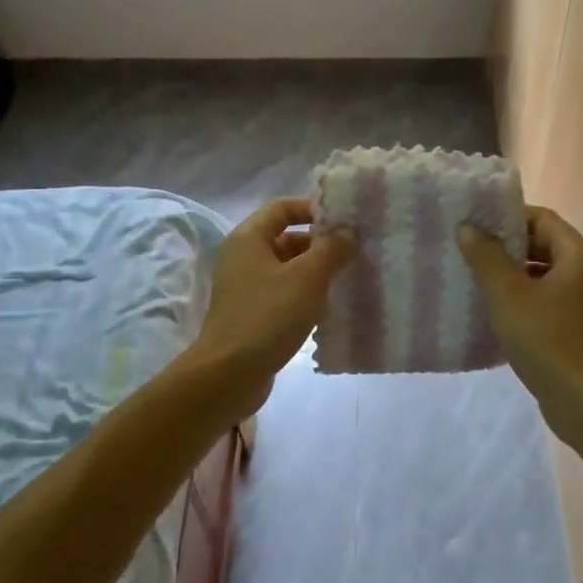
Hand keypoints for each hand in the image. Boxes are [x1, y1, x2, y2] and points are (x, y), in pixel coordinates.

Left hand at [182, 199, 354, 421]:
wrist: (229, 374)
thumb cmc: (268, 316)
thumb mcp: (308, 277)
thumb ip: (332, 249)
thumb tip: (348, 233)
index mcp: (248, 238)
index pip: (282, 208)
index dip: (313, 209)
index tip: (345, 222)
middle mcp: (243, 258)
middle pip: (286, 238)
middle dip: (320, 244)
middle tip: (354, 253)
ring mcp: (245, 289)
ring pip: (287, 270)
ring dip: (315, 273)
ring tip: (348, 280)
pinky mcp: (252, 315)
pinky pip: (283, 295)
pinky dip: (305, 297)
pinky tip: (329, 310)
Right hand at [458, 206, 582, 431]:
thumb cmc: (546, 340)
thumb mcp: (508, 295)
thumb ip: (486, 257)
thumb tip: (468, 228)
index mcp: (578, 256)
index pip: (542, 218)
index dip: (508, 217)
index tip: (476, 225)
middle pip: (545, 245)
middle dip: (508, 247)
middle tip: (471, 251)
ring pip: (545, 275)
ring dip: (513, 275)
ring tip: (477, 280)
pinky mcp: (579, 329)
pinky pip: (548, 301)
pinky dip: (524, 299)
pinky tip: (497, 313)